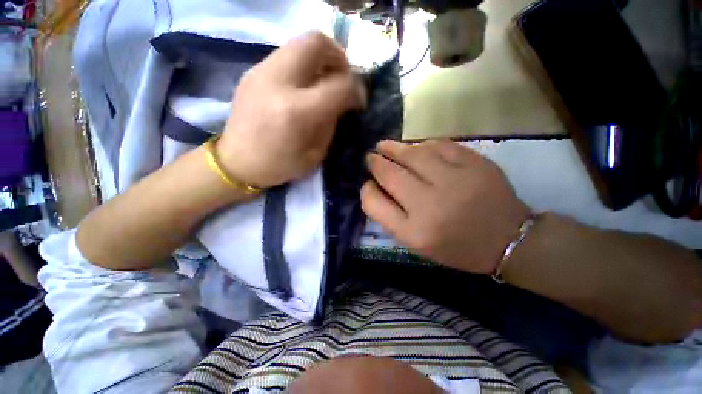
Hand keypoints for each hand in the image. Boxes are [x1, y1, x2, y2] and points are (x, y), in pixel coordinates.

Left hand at [218, 32, 364, 187]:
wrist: (237, 162)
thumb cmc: (280, 165)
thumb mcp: (316, 153)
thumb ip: (332, 123)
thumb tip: (343, 101)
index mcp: (298, 111)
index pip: (340, 84)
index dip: (357, 90)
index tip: (359, 100)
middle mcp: (279, 82)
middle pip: (317, 43)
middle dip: (339, 58)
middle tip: (342, 79)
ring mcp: (262, 71)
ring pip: (301, 43)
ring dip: (321, 59)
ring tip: (325, 82)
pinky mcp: (253, 71)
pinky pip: (287, 55)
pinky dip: (304, 65)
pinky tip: (304, 86)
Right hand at [361, 140, 530, 274]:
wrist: (508, 240)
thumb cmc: (456, 246)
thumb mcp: (417, 243)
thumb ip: (392, 217)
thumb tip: (375, 187)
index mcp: (415, 232)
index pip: (374, 203)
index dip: (366, 190)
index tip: (368, 183)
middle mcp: (431, 206)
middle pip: (390, 174)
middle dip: (375, 162)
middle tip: (371, 157)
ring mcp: (455, 181)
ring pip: (412, 154)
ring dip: (393, 148)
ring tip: (384, 146)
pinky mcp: (475, 164)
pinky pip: (439, 145)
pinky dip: (422, 145)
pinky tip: (416, 147)